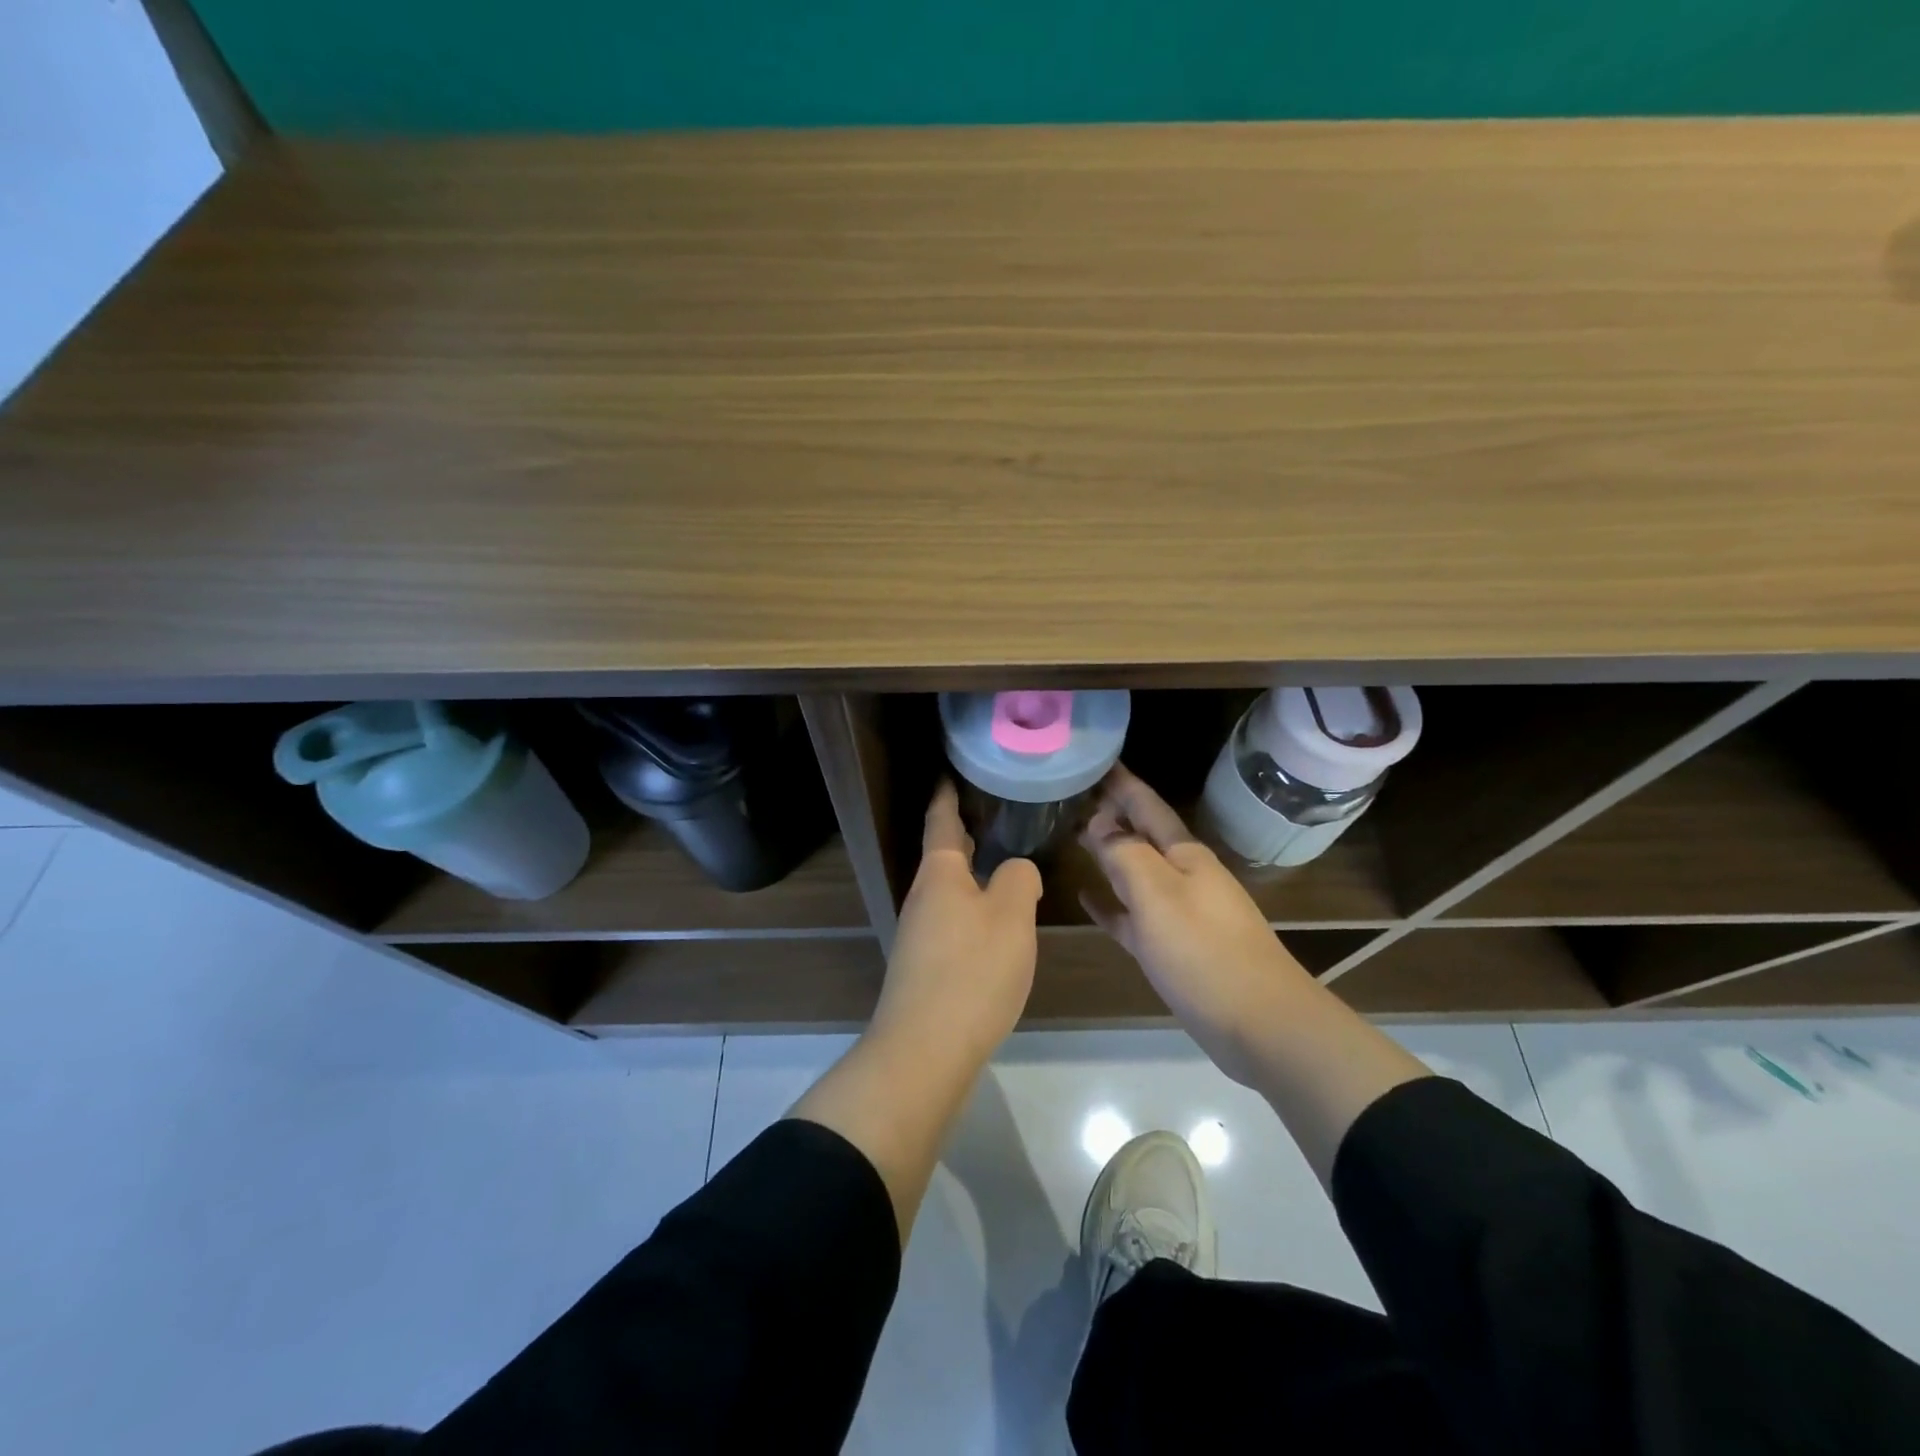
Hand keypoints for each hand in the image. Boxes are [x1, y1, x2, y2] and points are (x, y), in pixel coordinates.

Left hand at [872, 781, 1041, 1062]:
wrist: (925, 1050)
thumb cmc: (971, 971)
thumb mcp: (1010, 916)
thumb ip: (1018, 880)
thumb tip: (1014, 871)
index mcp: (940, 874)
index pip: (942, 820)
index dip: (948, 794)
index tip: (952, 772)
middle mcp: (923, 898)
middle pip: (944, 855)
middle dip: (964, 833)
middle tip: (993, 813)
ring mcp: (920, 935)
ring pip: (949, 891)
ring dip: (971, 874)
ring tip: (1003, 864)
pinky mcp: (925, 967)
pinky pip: (953, 922)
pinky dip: (973, 909)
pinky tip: (995, 924)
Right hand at [1079, 765, 1318, 1084]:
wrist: (1259, 1024)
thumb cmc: (1204, 951)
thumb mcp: (1157, 894)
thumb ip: (1124, 853)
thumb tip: (1098, 822)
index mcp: (1184, 855)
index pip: (1146, 806)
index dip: (1121, 783)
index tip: (1095, 759)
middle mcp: (1183, 876)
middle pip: (1141, 835)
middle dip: (1112, 813)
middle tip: (1073, 793)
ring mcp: (1179, 913)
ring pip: (1135, 872)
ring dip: (1108, 853)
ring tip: (1074, 835)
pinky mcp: (1172, 948)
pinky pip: (1133, 915)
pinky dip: (1110, 902)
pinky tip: (1085, 897)